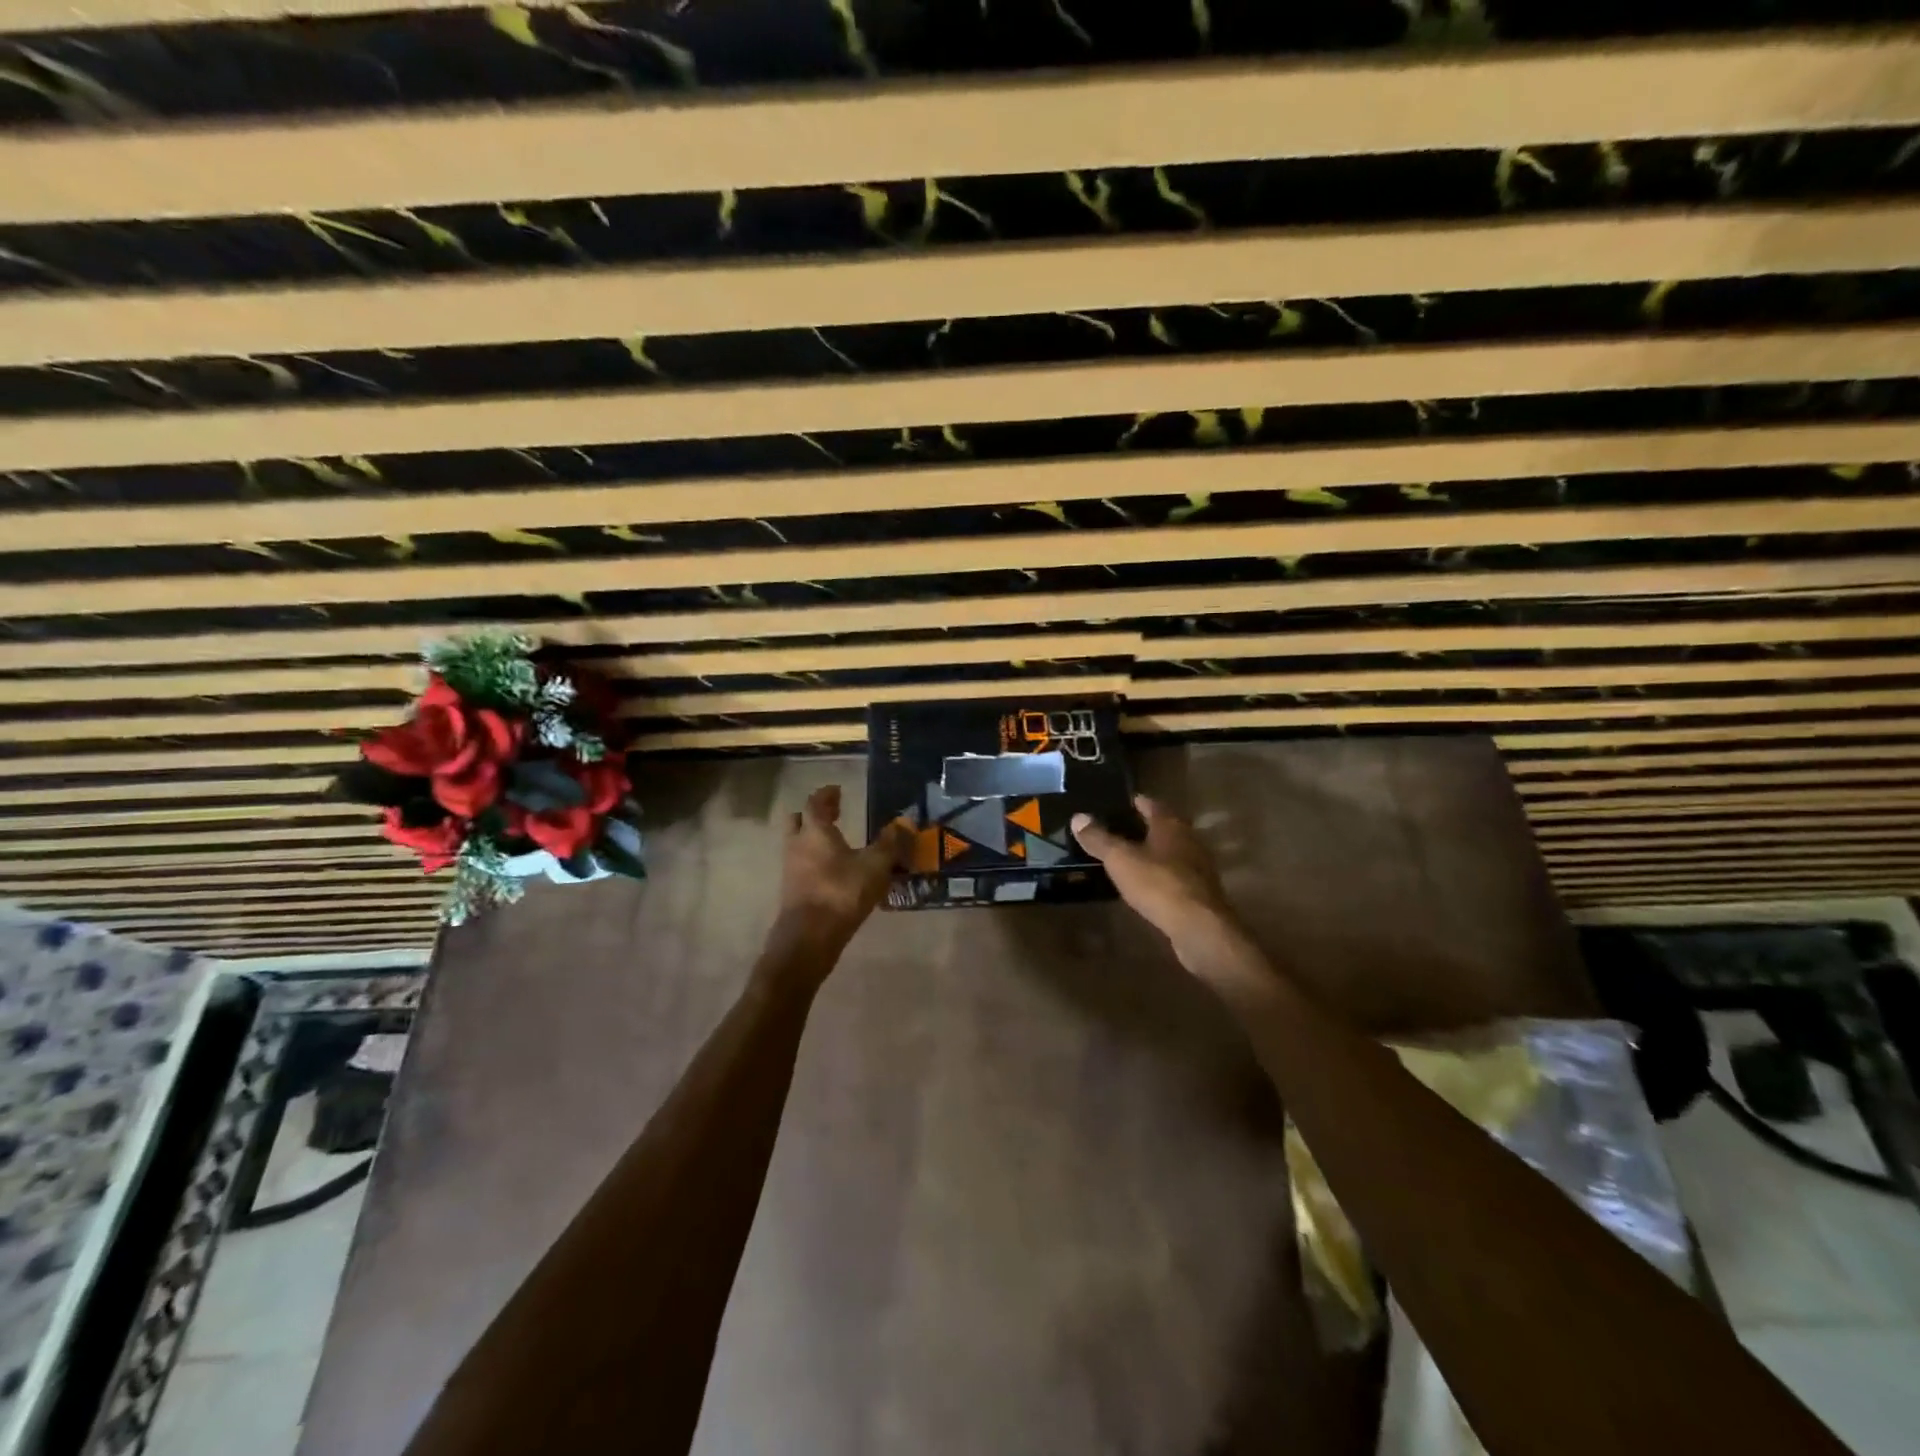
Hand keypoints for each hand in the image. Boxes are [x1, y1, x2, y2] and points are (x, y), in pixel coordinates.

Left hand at [773, 785, 909, 957]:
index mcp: (815, 831)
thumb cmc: (841, 892)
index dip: (827, 794)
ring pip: (798, 844)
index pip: (816, 802)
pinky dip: (814, 861)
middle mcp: (798, 844)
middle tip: (833, 813)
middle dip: (814, 814)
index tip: (837, 790)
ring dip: (813, 839)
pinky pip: (801, 865)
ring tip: (836, 842)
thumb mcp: (875, 866)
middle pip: (799, 820)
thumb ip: (890, 844)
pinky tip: (833, 871)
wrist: (809, 937)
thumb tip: (904, 822)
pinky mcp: (791, 890)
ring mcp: (791, 868)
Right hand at [1072, 796, 1239, 959]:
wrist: (1199, 927)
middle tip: (1119, 828)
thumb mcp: (1120, 860)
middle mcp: (1188, 839)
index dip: (1136, 802)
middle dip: (1144, 826)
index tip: (1120, 802)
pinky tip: (1146, 883)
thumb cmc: (1158, 884)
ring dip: (1154, 851)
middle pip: (1165, 826)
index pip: (1151, 804)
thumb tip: (1078, 817)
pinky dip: (1161, 874)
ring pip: (1172, 850)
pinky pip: (1176, 874)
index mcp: (1170, 825)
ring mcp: (1198, 866)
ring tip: (1129, 855)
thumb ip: (1099, 839)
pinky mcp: (1200, 891)